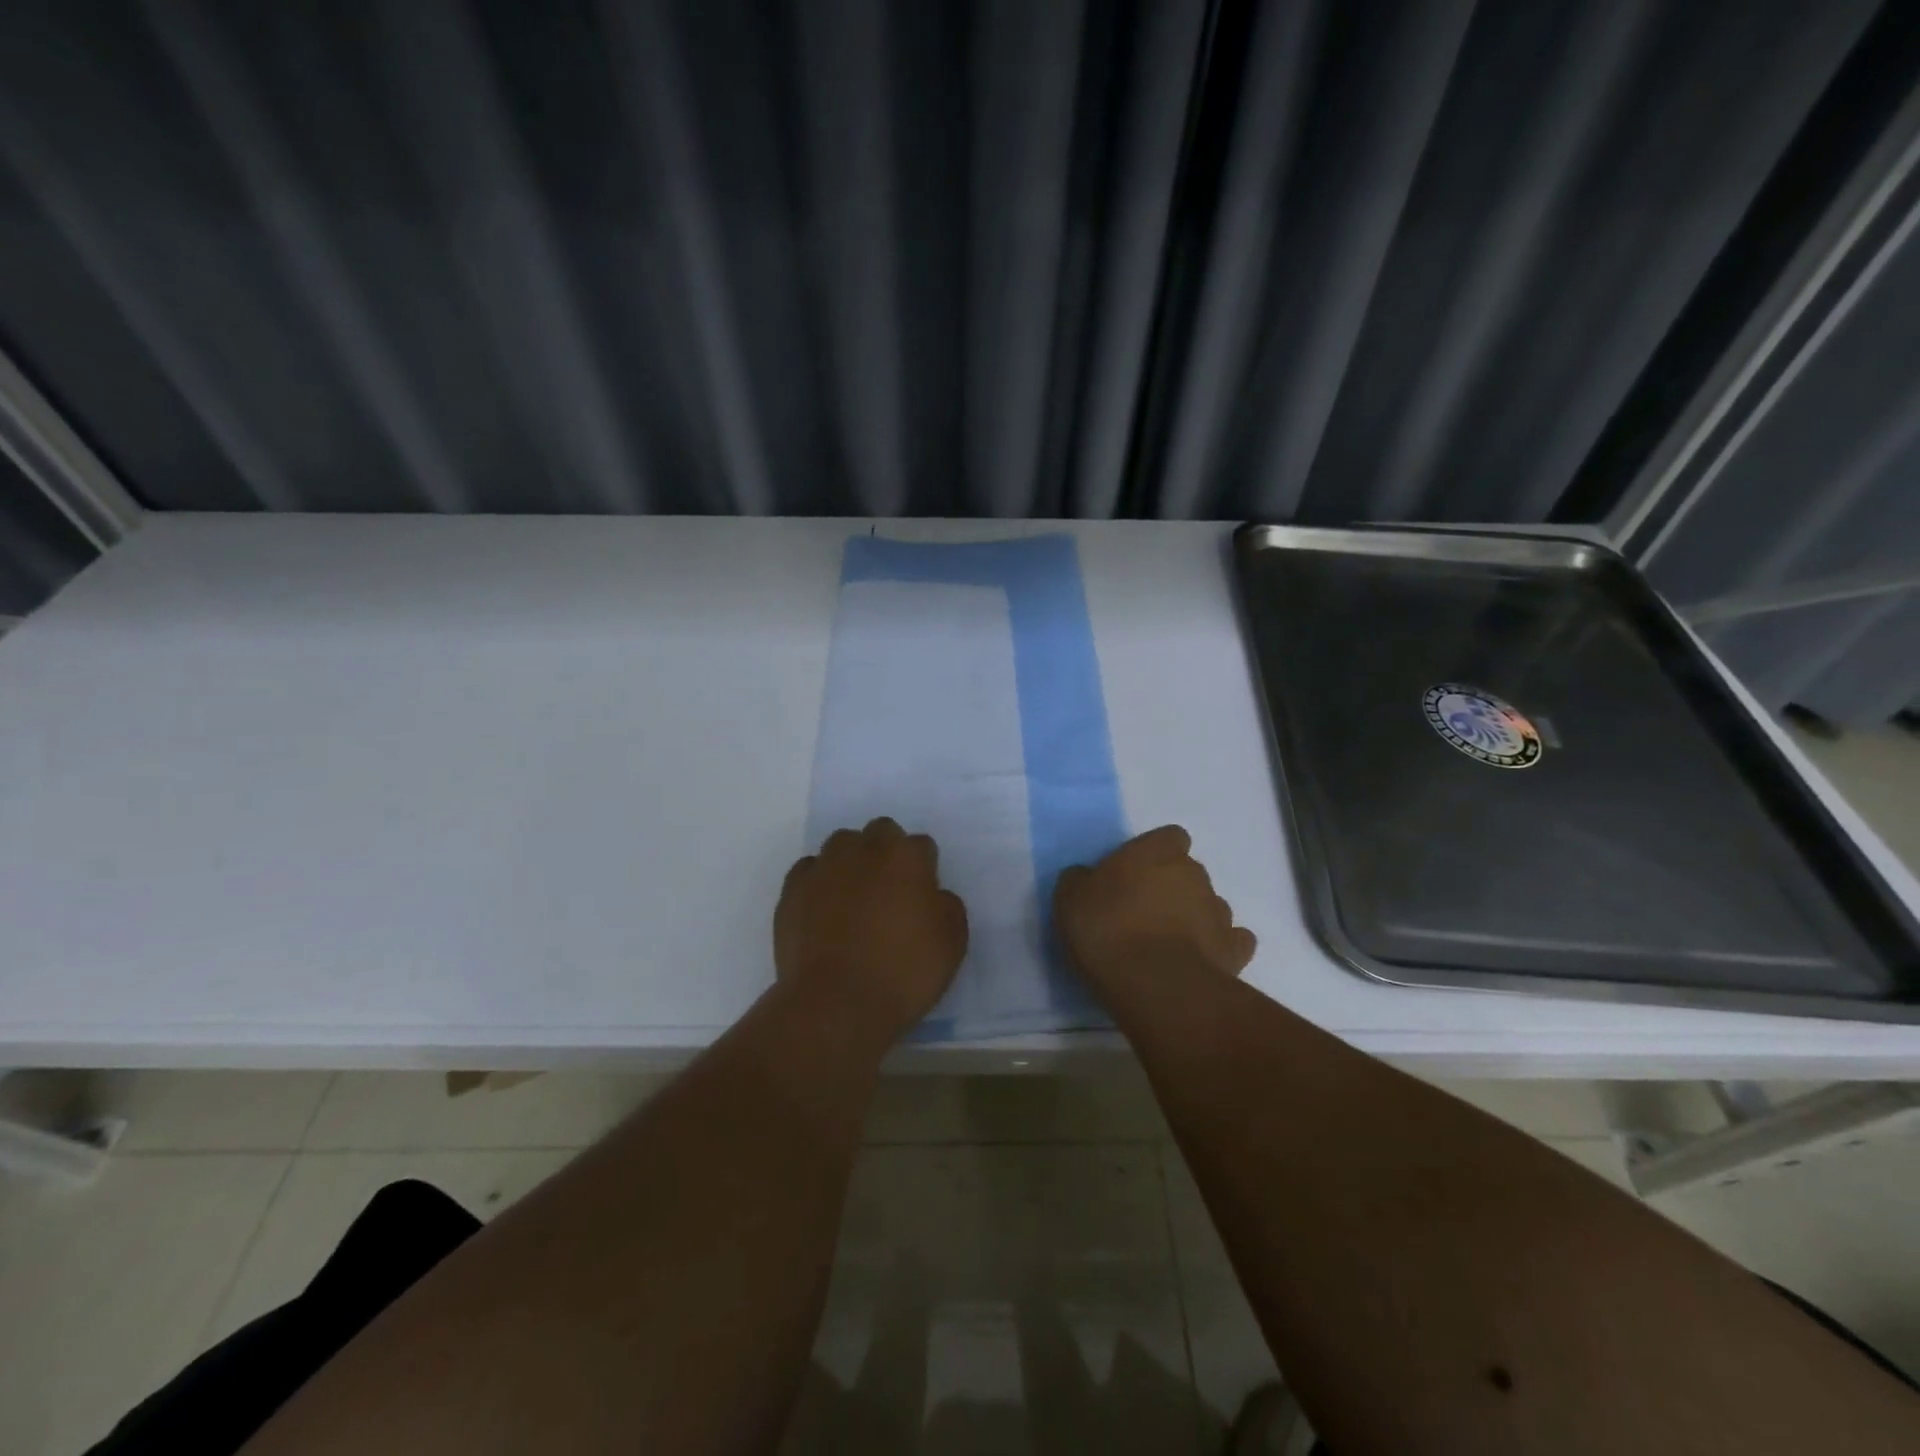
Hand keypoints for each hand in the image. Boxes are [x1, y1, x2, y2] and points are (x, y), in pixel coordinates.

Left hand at [775, 817, 967, 1042]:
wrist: (836, 1002)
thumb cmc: (903, 971)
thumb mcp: (952, 942)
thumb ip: (946, 906)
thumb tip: (933, 896)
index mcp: (906, 857)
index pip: (921, 845)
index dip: (924, 869)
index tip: (922, 896)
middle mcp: (863, 850)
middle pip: (879, 832)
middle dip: (887, 851)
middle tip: (889, 890)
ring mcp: (824, 867)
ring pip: (840, 845)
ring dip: (851, 861)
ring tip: (853, 896)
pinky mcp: (792, 890)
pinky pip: (809, 871)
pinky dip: (819, 883)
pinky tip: (823, 910)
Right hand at [1054, 825, 1255, 992]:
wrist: (1153, 983)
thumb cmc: (1107, 928)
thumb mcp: (1070, 898)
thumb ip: (1081, 879)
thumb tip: (1086, 876)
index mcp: (1156, 851)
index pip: (1169, 837)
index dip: (1154, 854)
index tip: (1134, 875)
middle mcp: (1194, 873)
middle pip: (1188, 872)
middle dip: (1171, 888)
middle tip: (1143, 913)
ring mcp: (1219, 911)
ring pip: (1209, 905)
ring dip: (1193, 917)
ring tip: (1168, 944)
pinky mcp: (1234, 950)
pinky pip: (1232, 940)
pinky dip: (1218, 947)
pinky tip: (1200, 960)